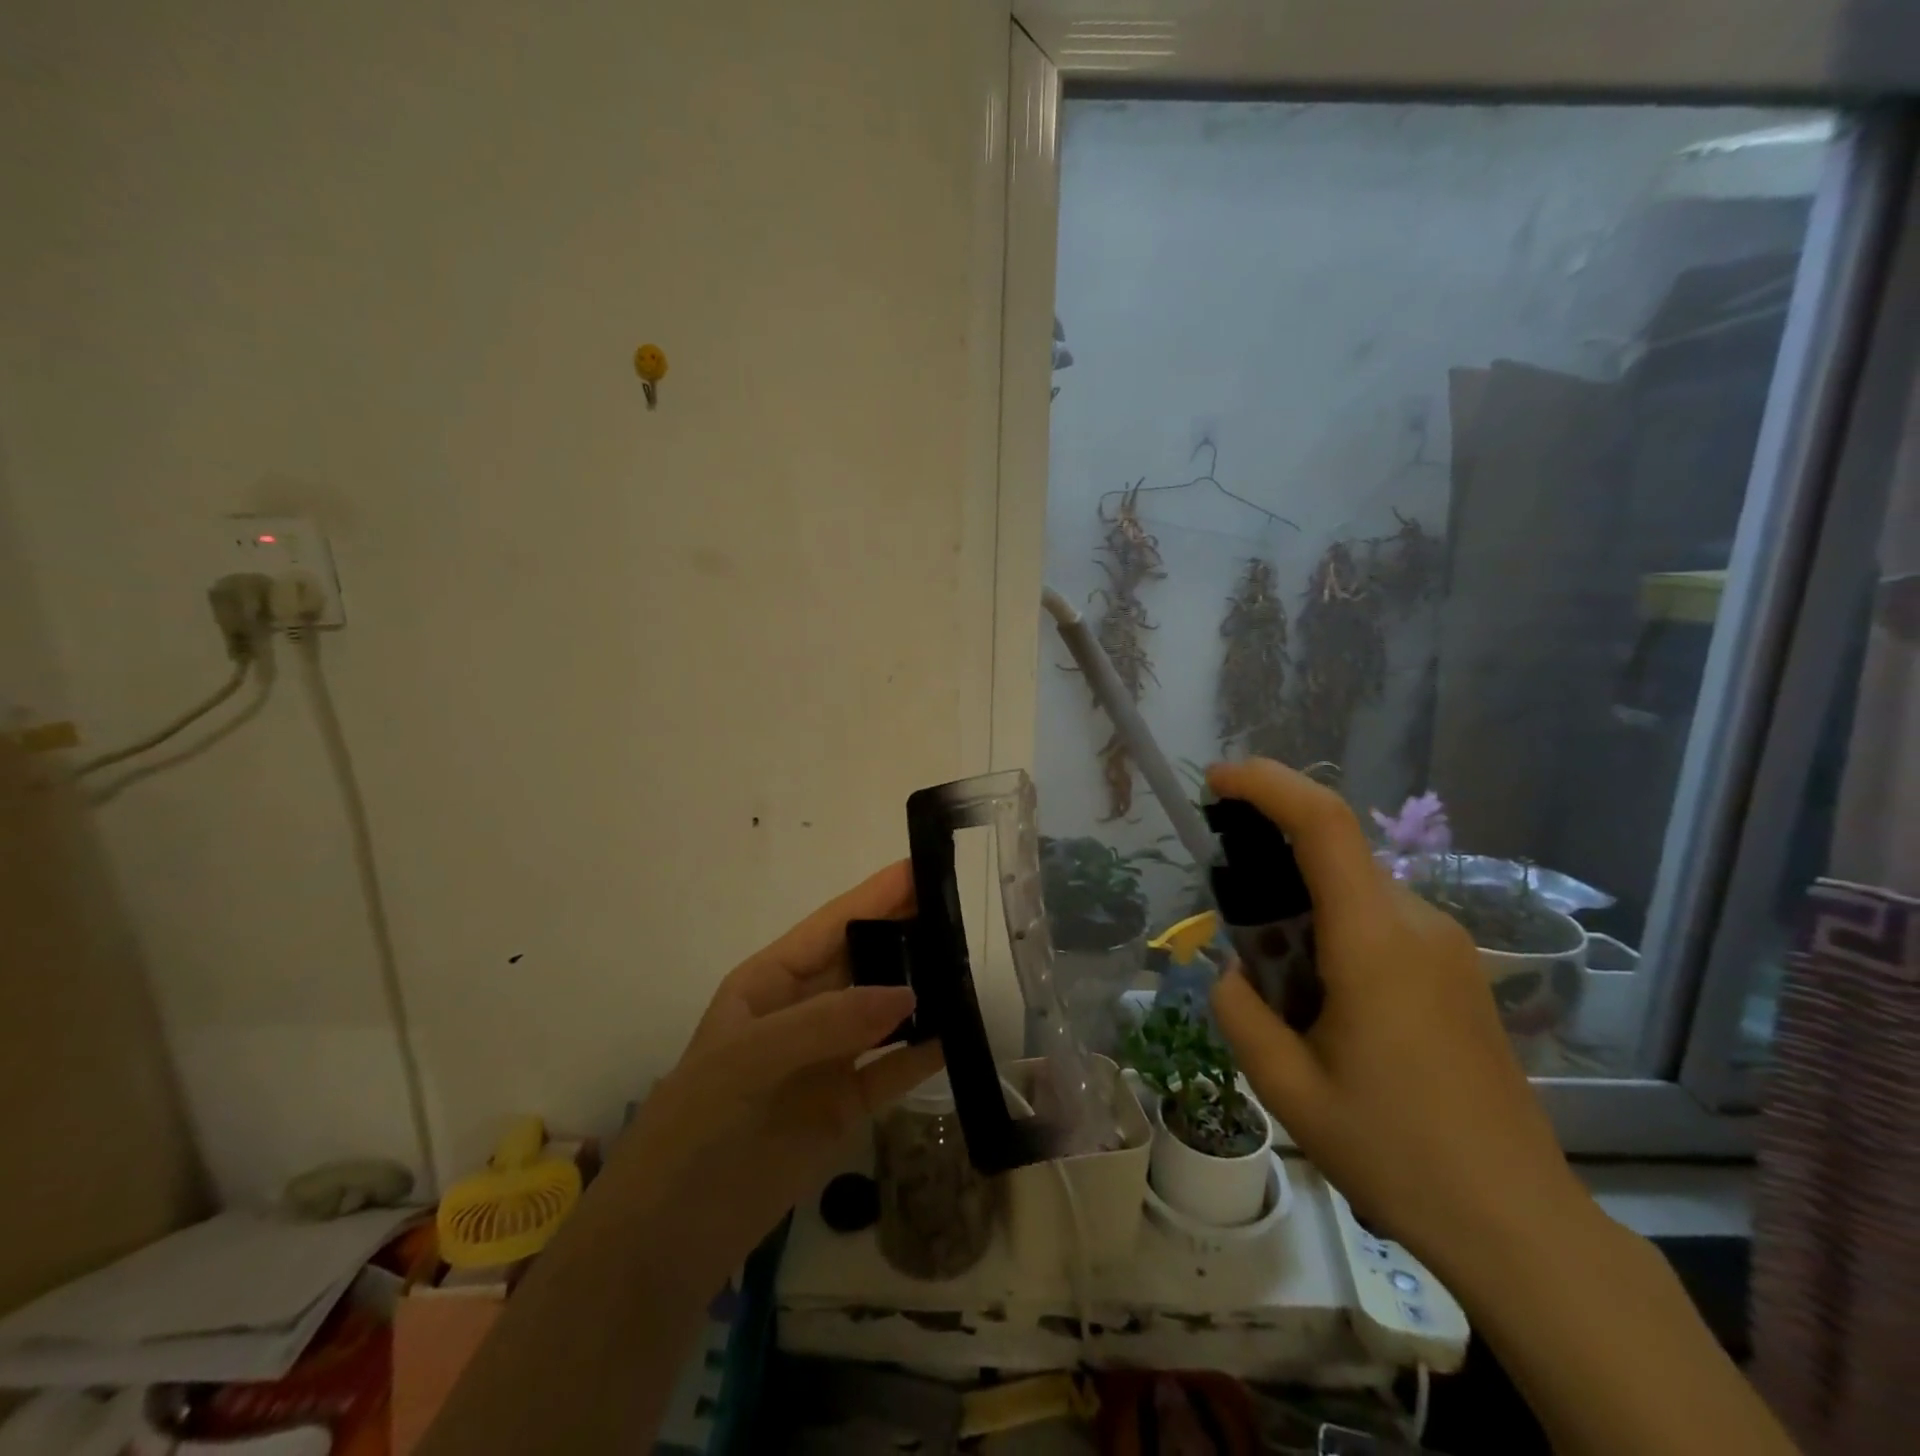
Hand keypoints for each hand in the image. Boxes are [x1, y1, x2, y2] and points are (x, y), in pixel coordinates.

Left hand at [609, 861, 942, 1289]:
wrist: (667, 1242)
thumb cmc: (696, 1129)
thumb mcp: (747, 1060)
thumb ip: (827, 1023)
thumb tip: (910, 993)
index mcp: (770, 982)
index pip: (832, 924)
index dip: (878, 895)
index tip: (927, 866)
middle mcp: (802, 1010)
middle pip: (865, 960)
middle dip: (909, 933)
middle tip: (968, 912)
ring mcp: (827, 1058)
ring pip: (885, 1011)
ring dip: (923, 990)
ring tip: (975, 966)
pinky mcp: (846, 1106)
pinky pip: (892, 1068)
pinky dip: (924, 1052)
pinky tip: (961, 1035)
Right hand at [1205, 759, 1588, 1278]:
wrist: (1518, 1222)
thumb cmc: (1395, 1153)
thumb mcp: (1286, 1088)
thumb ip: (1238, 1010)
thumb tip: (1233, 971)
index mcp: (1374, 941)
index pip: (1324, 824)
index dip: (1268, 784)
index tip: (1217, 781)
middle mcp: (1417, 923)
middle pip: (1332, 853)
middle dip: (1270, 862)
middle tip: (1233, 925)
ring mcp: (1446, 944)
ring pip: (1352, 888)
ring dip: (1300, 908)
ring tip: (1279, 988)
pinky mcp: (1456, 967)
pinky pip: (1378, 918)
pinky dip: (1331, 929)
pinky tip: (1324, 1001)